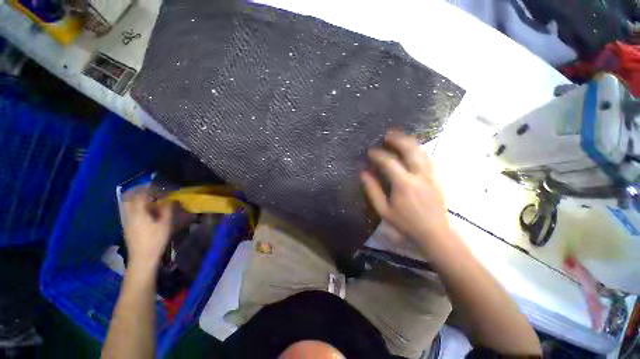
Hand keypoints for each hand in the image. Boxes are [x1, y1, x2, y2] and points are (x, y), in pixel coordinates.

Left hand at [122, 187, 172, 271]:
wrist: (142, 258)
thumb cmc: (155, 240)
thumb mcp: (165, 224)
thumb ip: (167, 209)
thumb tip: (170, 199)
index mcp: (138, 212)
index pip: (141, 195)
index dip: (149, 189)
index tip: (159, 186)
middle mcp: (129, 214)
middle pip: (129, 198)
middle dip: (139, 191)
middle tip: (151, 189)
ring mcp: (126, 221)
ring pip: (127, 204)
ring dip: (136, 198)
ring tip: (148, 198)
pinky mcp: (127, 227)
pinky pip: (128, 211)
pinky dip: (135, 206)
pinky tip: (145, 210)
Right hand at [361, 132, 449, 245]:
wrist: (435, 233)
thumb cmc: (406, 223)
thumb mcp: (384, 210)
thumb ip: (372, 190)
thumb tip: (363, 173)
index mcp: (404, 184)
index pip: (389, 162)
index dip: (378, 154)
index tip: (370, 151)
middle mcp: (420, 175)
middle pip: (410, 150)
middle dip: (398, 139)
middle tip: (387, 135)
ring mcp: (431, 175)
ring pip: (422, 151)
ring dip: (409, 141)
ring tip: (399, 137)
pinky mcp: (438, 178)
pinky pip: (428, 158)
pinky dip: (419, 150)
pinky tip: (413, 149)